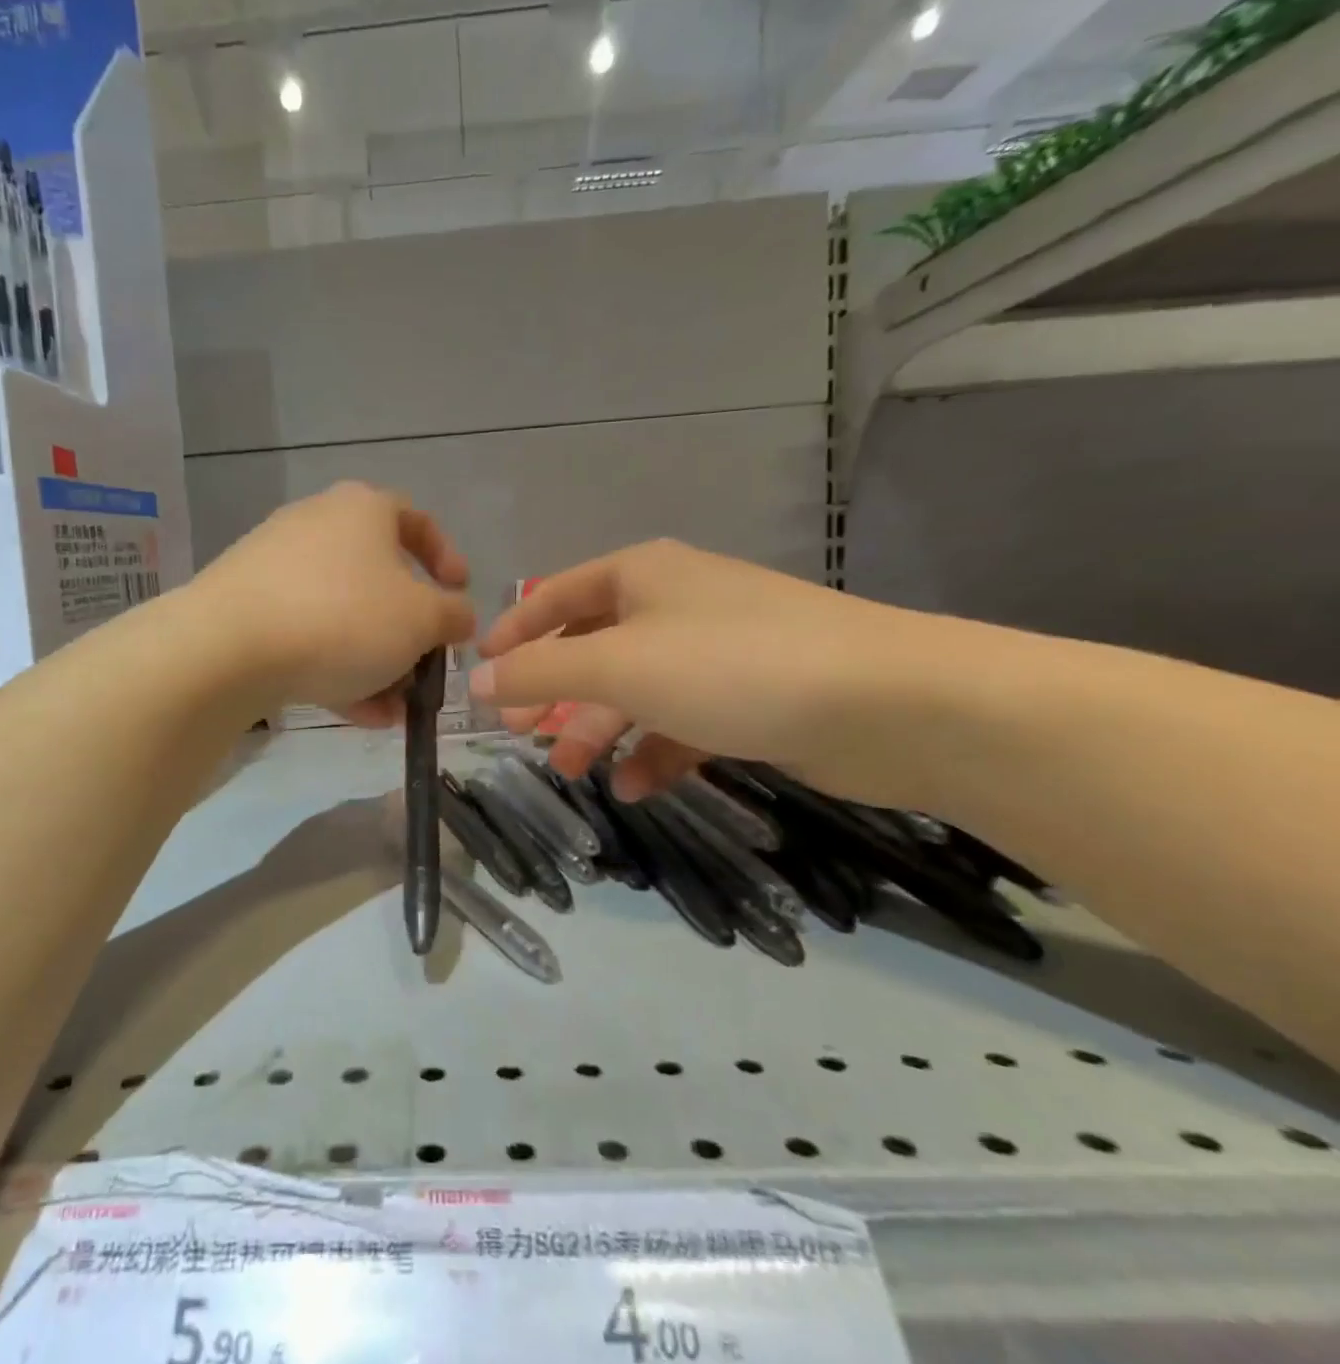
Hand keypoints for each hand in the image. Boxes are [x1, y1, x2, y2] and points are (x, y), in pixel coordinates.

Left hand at [193, 482, 474, 724]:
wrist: (228, 647)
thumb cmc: (343, 618)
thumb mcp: (421, 620)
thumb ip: (453, 615)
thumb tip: (459, 615)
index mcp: (362, 509)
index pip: (416, 520)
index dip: (446, 558)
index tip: (459, 595)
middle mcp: (316, 525)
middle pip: (377, 577)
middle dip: (407, 632)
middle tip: (424, 668)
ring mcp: (275, 565)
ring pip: (342, 614)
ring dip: (374, 661)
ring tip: (393, 709)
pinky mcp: (247, 606)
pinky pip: (306, 633)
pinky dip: (335, 667)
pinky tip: (358, 713)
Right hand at [470, 539, 928, 802]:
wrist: (886, 703)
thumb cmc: (731, 666)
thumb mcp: (617, 664)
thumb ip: (538, 672)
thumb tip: (476, 683)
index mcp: (640, 576)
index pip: (556, 594)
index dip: (514, 630)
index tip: (479, 673)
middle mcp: (675, 605)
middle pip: (593, 646)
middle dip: (553, 690)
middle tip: (519, 733)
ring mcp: (715, 653)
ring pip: (635, 690)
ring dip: (598, 729)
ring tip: (572, 771)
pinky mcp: (749, 699)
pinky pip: (681, 723)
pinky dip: (653, 752)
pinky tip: (635, 787)